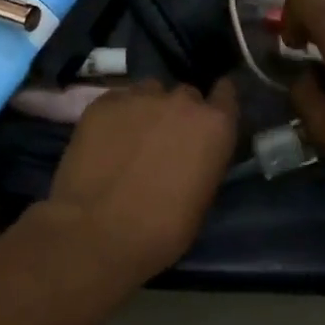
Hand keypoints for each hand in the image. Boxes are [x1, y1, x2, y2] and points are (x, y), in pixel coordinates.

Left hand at [35, 78, 240, 283]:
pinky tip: (106, 140)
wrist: (97, 232)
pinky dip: (117, 116)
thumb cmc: (162, 229)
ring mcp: (139, 97)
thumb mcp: (202, 198)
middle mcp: (181, 101)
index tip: (211, 114)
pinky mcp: (103, 103)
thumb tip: (193, 155)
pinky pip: (118, 101)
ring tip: (133, 137)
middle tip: (166, 139)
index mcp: (214, 125)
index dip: (218, 103)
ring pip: (150, 93)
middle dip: (180, 113)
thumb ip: (204, 161)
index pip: (226, 93)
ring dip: (148, 110)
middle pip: (186, 95)